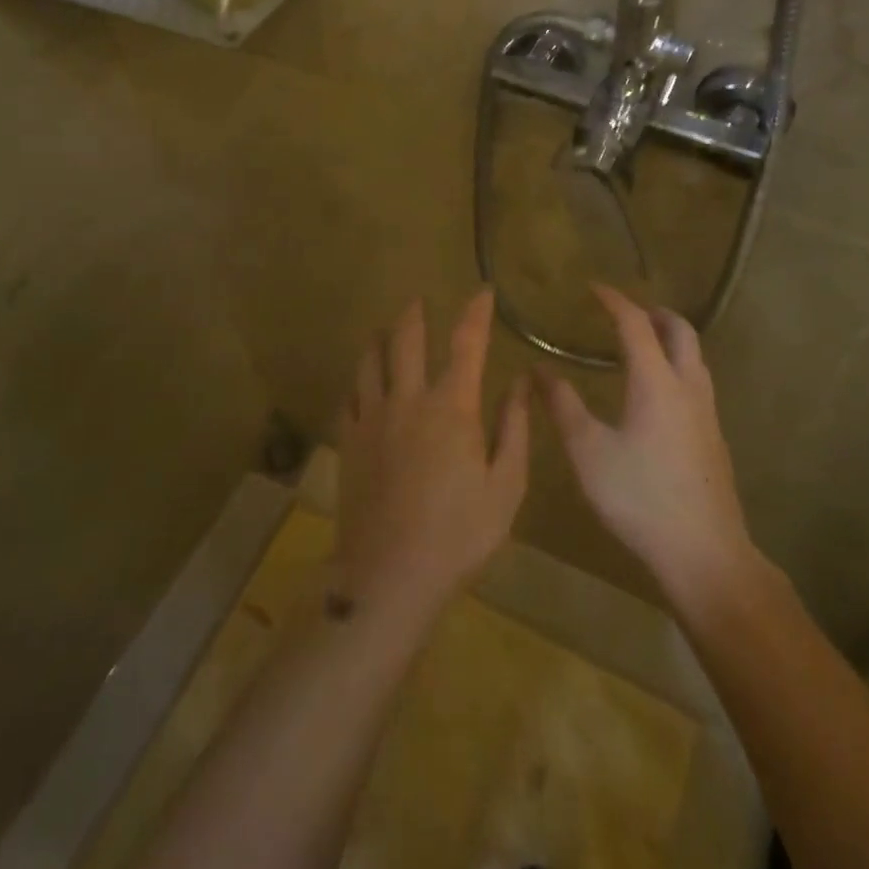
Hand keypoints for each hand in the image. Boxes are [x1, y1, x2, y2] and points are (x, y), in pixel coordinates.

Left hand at [336, 291, 530, 617]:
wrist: (390, 575)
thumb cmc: (459, 534)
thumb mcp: (506, 486)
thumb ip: (514, 428)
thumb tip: (519, 383)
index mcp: (453, 407)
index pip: (466, 343)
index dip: (476, 313)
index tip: (483, 292)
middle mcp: (408, 399)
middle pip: (406, 340)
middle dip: (414, 314)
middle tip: (417, 301)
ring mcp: (372, 418)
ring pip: (369, 361)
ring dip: (378, 338)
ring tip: (383, 330)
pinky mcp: (348, 440)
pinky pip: (350, 395)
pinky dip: (358, 380)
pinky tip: (361, 383)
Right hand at [544, 285, 766, 617]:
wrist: (704, 554)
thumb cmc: (639, 497)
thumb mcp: (588, 451)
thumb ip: (562, 406)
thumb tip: (540, 369)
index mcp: (656, 382)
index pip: (636, 324)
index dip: (615, 301)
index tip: (594, 288)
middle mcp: (688, 387)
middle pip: (681, 331)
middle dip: (654, 313)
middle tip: (624, 312)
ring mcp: (707, 413)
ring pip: (694, 357)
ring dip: (669, 339)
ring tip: (638, 345)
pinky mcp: (714, 437)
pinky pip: (696, 381)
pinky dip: (675, 365)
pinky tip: (654, 393)